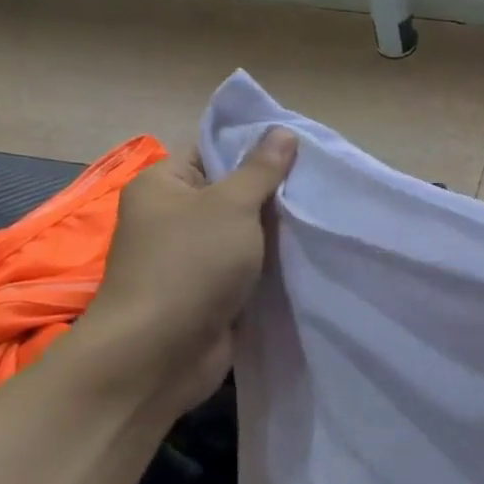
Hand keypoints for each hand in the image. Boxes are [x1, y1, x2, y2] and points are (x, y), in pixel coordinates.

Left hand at [73, 128, 297, 416]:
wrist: (162, 351)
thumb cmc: (190, 264)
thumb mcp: (231, 205)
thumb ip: (260, 170)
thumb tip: (282, 131)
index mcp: (164, 185)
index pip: (212, 150)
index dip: (254, 148)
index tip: (300, 150)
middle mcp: (172, 217)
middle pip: (231, 193)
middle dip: (272, 193)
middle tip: (319, 185)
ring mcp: (190, 258)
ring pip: (242, 234)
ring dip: (275, 233)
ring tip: (321, 217)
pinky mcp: (208, 292)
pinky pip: (245, 268)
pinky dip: (270, 265)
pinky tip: (306, 256)